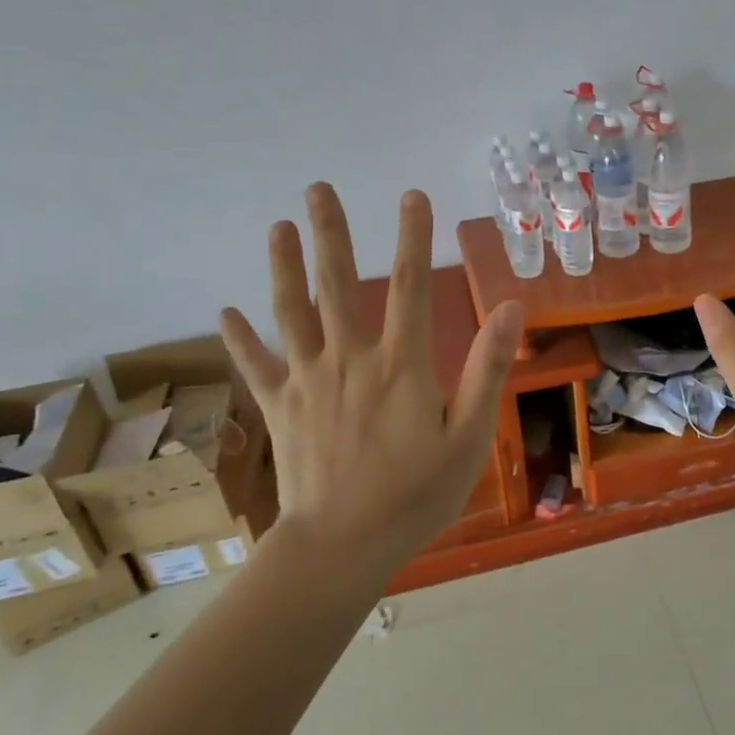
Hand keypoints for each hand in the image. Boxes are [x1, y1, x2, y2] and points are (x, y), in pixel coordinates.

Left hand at [221, 183, 521, 564]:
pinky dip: (240, 338)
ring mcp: (308, 382)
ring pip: (291, 313)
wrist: (342, 546)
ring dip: (283, 267)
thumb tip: (509, 307)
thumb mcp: (469, 436)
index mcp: (401, 365)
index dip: (413, 237)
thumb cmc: (416, 495)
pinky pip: (256, 365)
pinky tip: (225, 311)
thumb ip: (487, 369)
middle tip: (318, 187)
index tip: (412, 196)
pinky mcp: (279, 409)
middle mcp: (350, 360)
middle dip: (331, 233)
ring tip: (278, 226)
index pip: (410, 285)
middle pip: (337, 284)